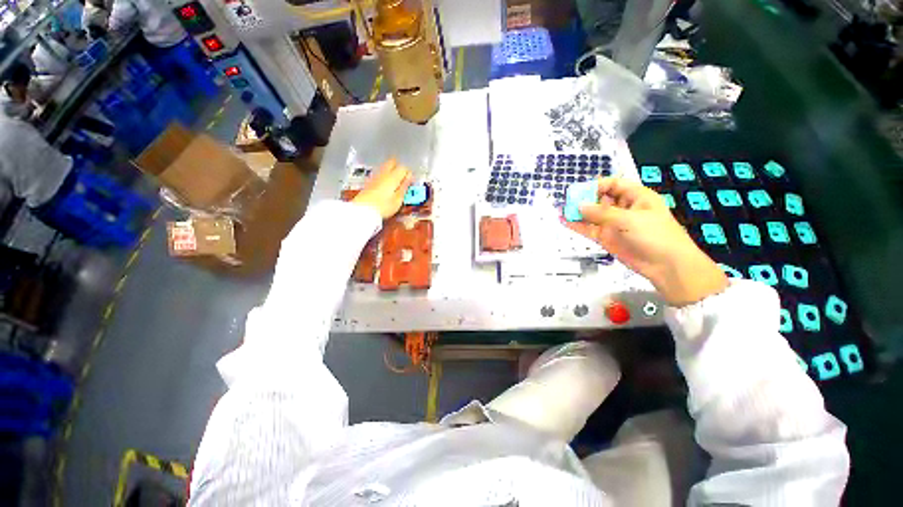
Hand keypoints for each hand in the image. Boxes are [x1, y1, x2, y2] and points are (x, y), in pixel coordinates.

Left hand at [352, 159, 412, 218]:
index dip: (408, 174)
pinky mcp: (369, 181)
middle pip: (392, 162)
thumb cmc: (383, 207)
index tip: (410, 183)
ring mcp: (375, 176)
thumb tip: (409, 178)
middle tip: (402, 178)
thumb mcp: (398, 200)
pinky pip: (379, 173)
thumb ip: (404, 187)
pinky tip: (385, 186)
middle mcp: (383, 173)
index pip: (404, 168)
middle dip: (399, 167)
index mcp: (393, 177)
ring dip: (391, 171)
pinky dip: (384, 176)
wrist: (363, 209)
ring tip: (394, 183)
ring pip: (385, 166)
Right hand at [566, 177, 727, 306]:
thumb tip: (579, 206)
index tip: (580, 191)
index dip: (597, 185)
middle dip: (584, 198)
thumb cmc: (655, 235)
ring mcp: (613, 224)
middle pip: (600, 198)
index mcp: (636, 197)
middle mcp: (623, 208)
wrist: (666, 266)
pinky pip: (589, 229)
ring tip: (562, 210)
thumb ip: (602, 213)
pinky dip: (577, 226)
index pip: (614, 185)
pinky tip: (565, 221)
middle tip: (567, 200)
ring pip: (592, 214)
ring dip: (578, 212)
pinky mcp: (606, 237)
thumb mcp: (630, 219)